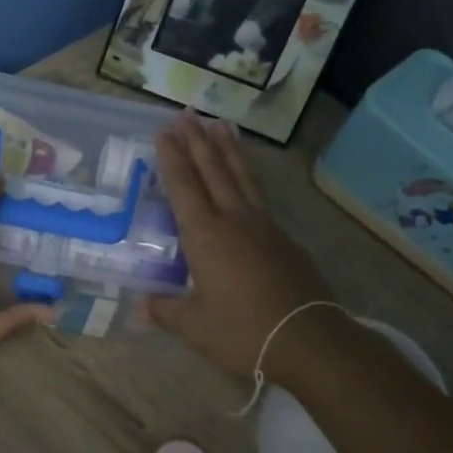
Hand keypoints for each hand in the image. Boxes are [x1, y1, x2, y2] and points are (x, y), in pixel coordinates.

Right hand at [146, 112, 334, 376]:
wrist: (308, 339)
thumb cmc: (242, 331)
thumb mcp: (194, 326)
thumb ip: (166, 310)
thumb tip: (144, 305)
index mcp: (205, 236)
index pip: (183, 186)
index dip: (172, 158)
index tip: (164, 132)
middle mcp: (233, 220)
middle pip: (213, 170)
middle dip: (197, 141)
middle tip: (187, 113)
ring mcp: (264, 226)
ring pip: (241, 176)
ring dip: (228, 149)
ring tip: (220, 124)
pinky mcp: (284, 239)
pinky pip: (259, 195)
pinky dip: (248, 176)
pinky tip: (246, 178)